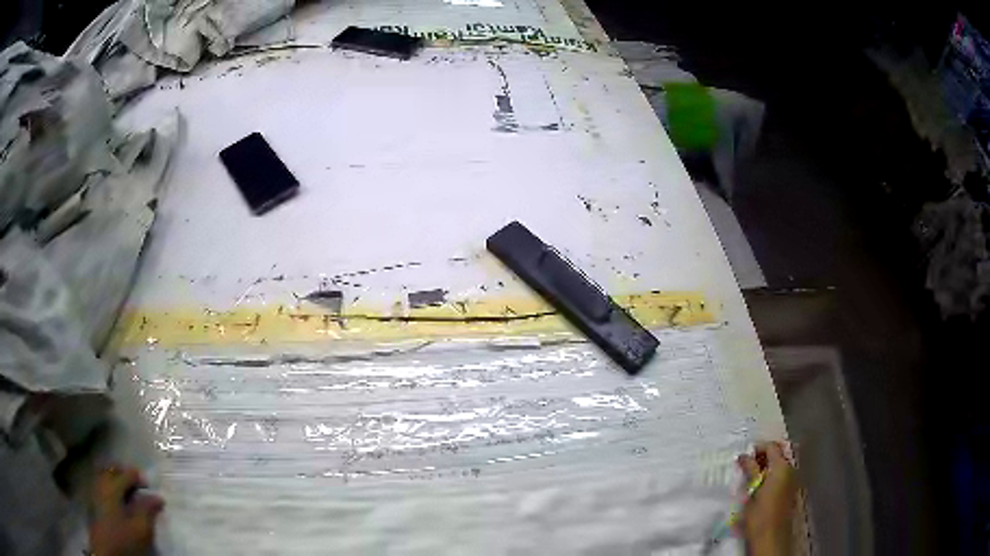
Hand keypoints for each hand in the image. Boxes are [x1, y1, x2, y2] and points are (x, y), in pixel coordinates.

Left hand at [88, 466, 163, 555]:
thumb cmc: (123, 539)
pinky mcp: (93, 501)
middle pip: (112, 469)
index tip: (150, 486)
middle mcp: (100, 482)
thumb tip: (157, 497)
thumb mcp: (140, 529)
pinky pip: (101, 484)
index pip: (127, 474)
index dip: (140, 478)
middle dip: (125, 473)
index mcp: (112, 486)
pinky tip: (117, 500)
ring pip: (104, 476)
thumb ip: (147, 510)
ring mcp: (94, 491)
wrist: (106, 551)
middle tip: (138, 486)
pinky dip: (110, 487)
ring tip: (128, 493)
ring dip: (116, 480)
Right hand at [737, 442, 796, 555]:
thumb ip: (750, 470)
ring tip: (750, 478)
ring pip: (779, 465)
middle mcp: (791, 469)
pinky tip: (759, 488)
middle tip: (745, 466)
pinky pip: (781, 476)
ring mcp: (792, 480)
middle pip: (778, 454)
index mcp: (782, 467)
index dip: (757, 448)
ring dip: (766, 468)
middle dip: (762, 457)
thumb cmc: (759, 514)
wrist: (770, 537)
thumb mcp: (751, 491)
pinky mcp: (790, 491)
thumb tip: (743, 455)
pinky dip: (770, 476)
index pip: (771, 446)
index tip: (743, 456)